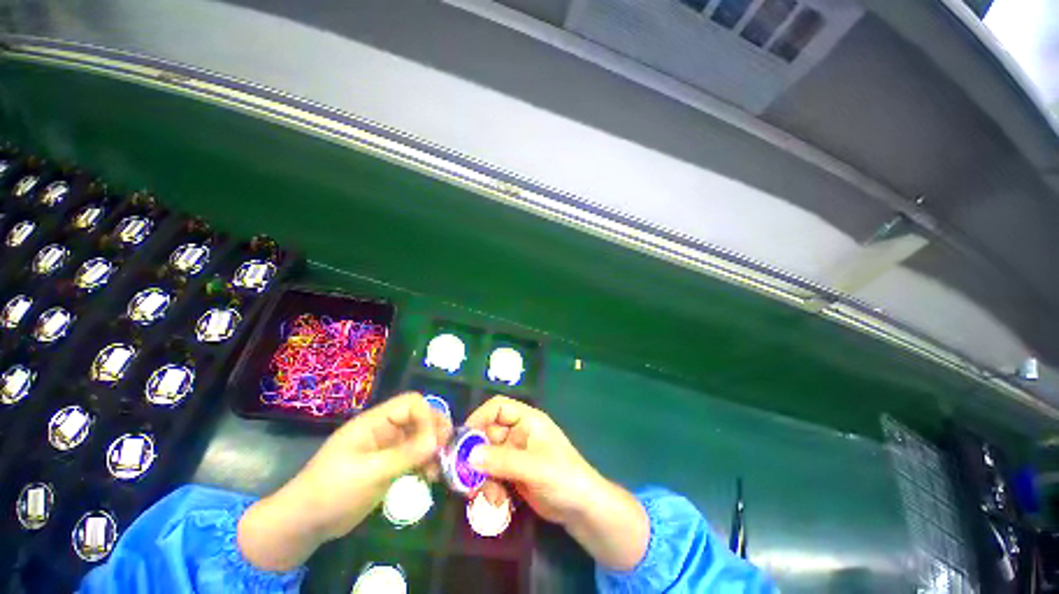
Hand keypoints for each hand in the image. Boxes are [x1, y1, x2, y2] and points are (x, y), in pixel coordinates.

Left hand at [238, 392, 451, 570]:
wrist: (305, 523)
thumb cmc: (332, 491)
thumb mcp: (369, 473)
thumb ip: (405, 455)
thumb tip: (437, 441)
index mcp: (375, 422)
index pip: (411, 403)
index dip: (427, 416)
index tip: (434, 441)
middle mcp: (385, 429)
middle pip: (420, 417)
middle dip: (435, 432)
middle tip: (445, 452)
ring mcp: (388, 448)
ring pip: (422, 437)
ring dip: (434, 449)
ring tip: (438, 470)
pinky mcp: (391, 465)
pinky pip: (416, 456)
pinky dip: (427, 462)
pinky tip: (430, 477)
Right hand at [465, 396, 648, 570]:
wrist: (581, 509)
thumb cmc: (563, 477)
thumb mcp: (534, 467)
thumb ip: (502, 460)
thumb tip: (469, 455)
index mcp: (527, 420)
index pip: (498, 407)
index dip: (479, 417)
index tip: (462, 438)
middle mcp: (519, 433)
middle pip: (488, 435)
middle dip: (476, 456)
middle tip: (465, 478)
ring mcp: (515, 454)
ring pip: (487, 458)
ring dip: (482, 477)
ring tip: (487, 496)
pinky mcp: (513, 474)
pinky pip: (493, 475)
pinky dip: (490, 488)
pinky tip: (498, 503)